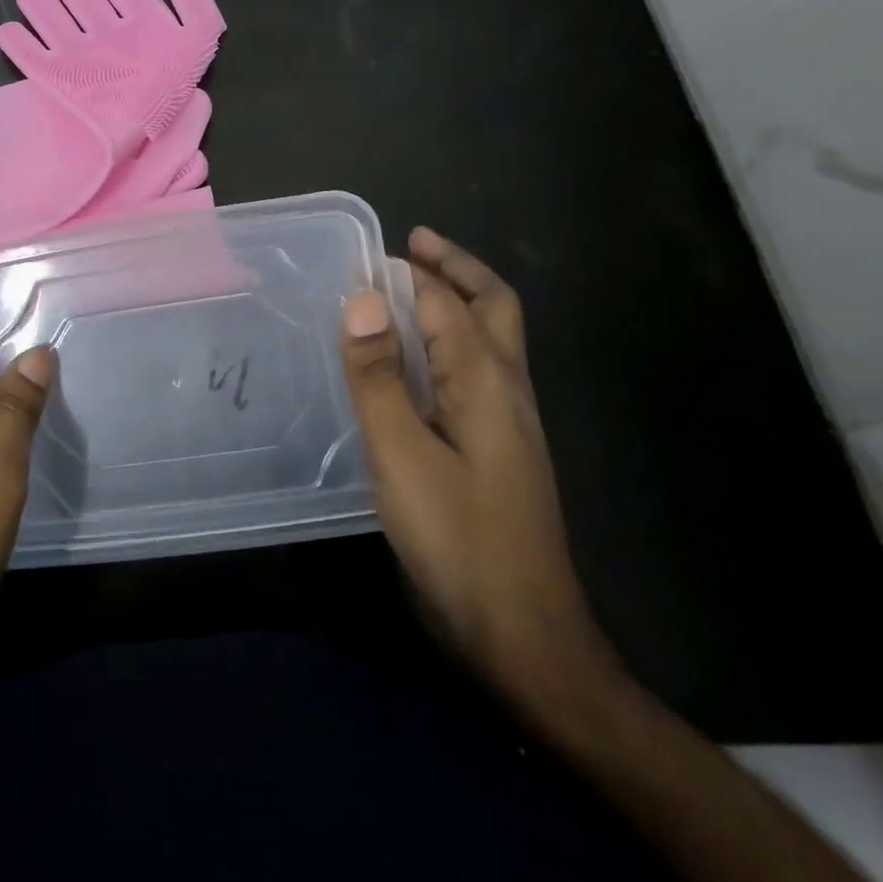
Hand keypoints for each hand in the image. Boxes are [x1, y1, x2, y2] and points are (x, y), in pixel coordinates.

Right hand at [340, 228, 620, 724]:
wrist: (523, 637)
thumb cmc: (458, 542)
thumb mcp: (403, 456)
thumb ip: (379, 376)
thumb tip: (359, 298)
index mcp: (489, 383)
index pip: (446, 304)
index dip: (407, 274)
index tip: (362, 255)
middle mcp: (509, 391)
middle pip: (493, 308)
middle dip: (456, 269)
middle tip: (413, 244)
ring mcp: (510, 423)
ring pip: (490, 339)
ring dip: (455, 301)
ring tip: (407, 289)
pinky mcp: (498, 449)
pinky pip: (477, 372)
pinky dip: (450, 342)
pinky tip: (417, 362)